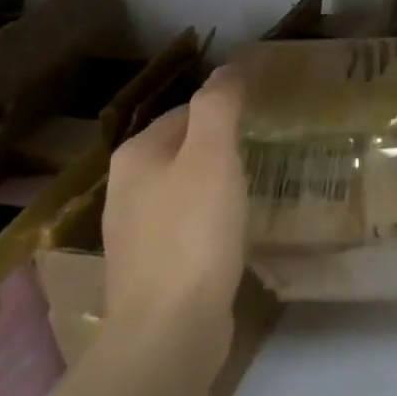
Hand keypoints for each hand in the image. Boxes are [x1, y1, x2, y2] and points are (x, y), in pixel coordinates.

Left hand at [102, 66, 248, 334]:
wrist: (170, 329)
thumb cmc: (193, 232)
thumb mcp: (212, 157)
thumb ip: (219, 106)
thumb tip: (228, 66)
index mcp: (136, 156)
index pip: (186, 111)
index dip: (225, 106)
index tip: (266, 112)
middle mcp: (126, 189)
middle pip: (183, 149)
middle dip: (222, 145)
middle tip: (270, 145)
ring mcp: (137, 233)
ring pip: (186, 189)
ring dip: (219, 182)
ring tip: (260, 183)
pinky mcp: (155, 268)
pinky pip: (189, 225)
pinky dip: (214, 218)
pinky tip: (237, 229)